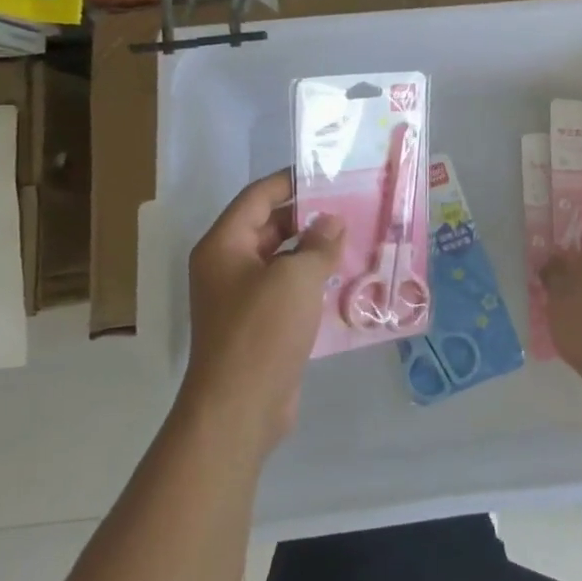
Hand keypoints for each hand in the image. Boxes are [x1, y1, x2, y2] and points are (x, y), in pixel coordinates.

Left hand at [180, 171, 344, 451]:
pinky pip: (288, 289)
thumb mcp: (295, 277)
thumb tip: (332, 221)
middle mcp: (228, 266)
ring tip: (358, 238)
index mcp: (224, 245)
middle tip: (353, 206)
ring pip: (283, 259)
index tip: (329, 173)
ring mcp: (244, 297)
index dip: (291, 181)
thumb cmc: (262, 331)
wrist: (240, 407)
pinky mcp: (261, 324)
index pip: (257, 197)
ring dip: (315, 250)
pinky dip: (313, 280)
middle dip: (310, 216)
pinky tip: (347, 278)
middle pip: (270, 226)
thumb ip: (318, 244)